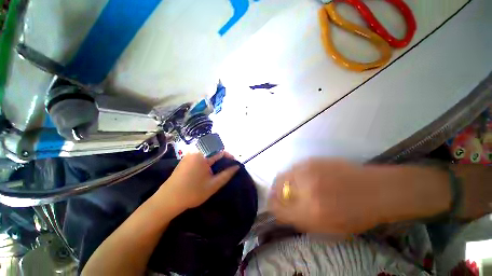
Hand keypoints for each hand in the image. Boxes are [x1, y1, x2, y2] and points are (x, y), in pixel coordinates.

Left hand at [157, 152, 239, 213]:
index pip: (221, 151)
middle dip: (222, 158)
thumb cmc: (193, 192)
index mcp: (203, 156)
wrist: (168, 200)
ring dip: (215, 159)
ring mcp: (189, 155)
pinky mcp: (185, 159)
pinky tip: (207, 170)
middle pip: (214, 150)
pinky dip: (207, 160)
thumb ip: (227, 174)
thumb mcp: (213, 185)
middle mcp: (195, 152)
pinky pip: (200, 156)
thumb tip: (237, 166)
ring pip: (207, 153)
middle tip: (227, 168)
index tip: (235, 164)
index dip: (230, 156)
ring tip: (219, 169)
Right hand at [268, 159, 383, 233]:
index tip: (273, 206)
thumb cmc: (355, 215)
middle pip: (277, 188)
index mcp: (310, 212)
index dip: (273, 207)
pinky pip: (293, 168)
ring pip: (283, 176)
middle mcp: (306, 189)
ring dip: (282, 182)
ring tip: (291, 186)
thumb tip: (282, 212)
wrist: (374, 190)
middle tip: (279, 195)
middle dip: (275, 193)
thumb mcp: (328, 228)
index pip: (279, 209)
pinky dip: (293, 174)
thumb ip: (302, 220)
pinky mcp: (312, 160)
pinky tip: (301, 178)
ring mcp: (308, 171)